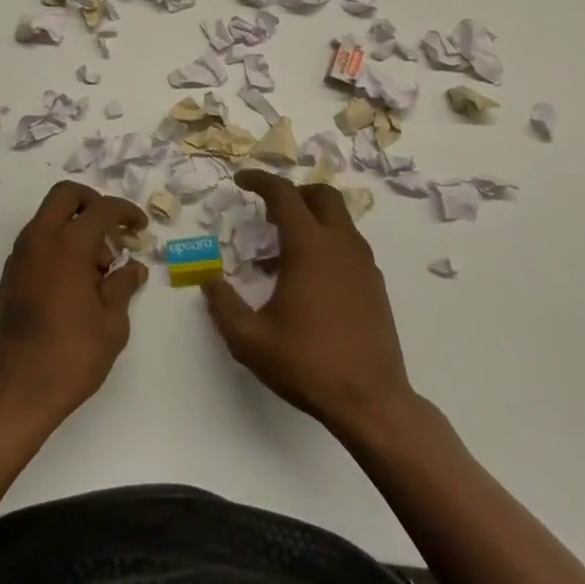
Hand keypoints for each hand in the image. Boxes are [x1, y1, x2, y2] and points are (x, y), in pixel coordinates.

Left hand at [0, 181, 148, 431]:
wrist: (14, 392)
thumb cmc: (70, 357)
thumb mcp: (112, 324)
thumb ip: (123, 286)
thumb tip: (133, 268)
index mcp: (68, 245)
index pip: (101, 209)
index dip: (126, 212)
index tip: (140, 228)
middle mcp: (39, 240)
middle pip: (65, 195)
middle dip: (93, 202)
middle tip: (113, 230)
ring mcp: (20, 256)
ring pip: (49, 216)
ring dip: (74, 225)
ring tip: (99, 267)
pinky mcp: (10, 274)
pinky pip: (38, 240)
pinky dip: (58, 243)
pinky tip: (76, 280)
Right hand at [202, 170, 418, 440]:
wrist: (371, 402)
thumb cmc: (307, 364)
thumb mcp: (249, 339)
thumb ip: (223, 305)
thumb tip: (209, 281)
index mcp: (309, 247)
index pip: (284, 194)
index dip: (259, 180)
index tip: (241, 181)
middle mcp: (341, 245)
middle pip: (322, 194)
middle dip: (294, 193)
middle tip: (268, 211)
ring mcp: (363, 264)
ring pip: (339, 219)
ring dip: (311, 219)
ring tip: (283, 252)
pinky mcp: (375, 284)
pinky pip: (349, 244)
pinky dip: (327, 242)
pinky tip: (309, 279)